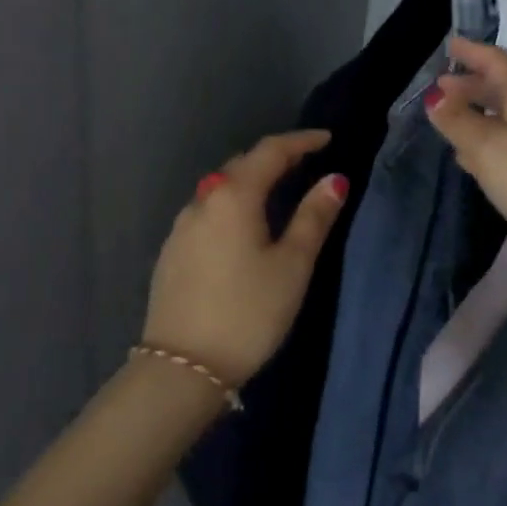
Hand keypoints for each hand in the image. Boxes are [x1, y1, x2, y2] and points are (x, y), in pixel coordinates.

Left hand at [141, 131, 349, 386]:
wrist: (182, 366)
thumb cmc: (248, 312)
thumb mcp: (292, 265)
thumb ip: (314, 217)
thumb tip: (335, 179)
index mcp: (233, 196)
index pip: (270, 151)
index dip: (301, 141)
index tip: (327, 139)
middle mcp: (202, 200)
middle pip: (242, 165)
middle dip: (274, 159)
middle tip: (306, 163)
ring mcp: (181, 226)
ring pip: (221, 189)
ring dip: (250, 182)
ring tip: (278, 193)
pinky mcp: (171, 251)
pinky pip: (208, 213)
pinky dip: (232, 206)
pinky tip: (243, 227)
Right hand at [425, 36, 506, 260]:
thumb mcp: (486, 146)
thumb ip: (458, 120)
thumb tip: (435, 97)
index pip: (496, 61)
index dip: (472, 52)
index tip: (449, 43)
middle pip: (502, 88)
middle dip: (471, 85)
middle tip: (442, 86)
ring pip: (506, 117)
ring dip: (479, 114)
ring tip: (451, 118)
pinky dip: (489, 141)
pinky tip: (473, 158)